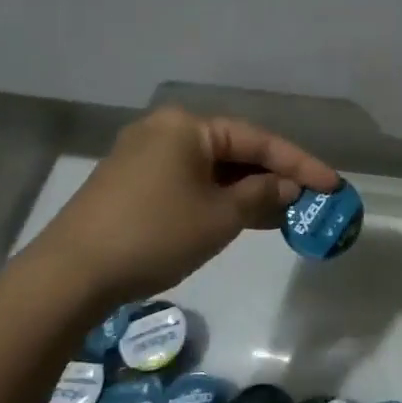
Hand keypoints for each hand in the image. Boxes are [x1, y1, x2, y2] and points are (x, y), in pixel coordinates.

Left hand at [39, 106, 338, 304]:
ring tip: (282, 213)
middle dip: (271, 176)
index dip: (300, 163)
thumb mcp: (219, 218)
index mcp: (188, 126)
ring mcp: (142, 156)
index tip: (333, 184)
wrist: (68, 276)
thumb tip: (287, 187)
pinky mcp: (129, 183)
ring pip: (210, 168)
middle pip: (233, 150)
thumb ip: (261, 196)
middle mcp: (165, 130)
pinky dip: (216, 197)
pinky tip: (237, 217)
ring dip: (245, 190)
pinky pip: (187, 181)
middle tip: (309, 199)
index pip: (258, 140)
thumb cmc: (154, 235)